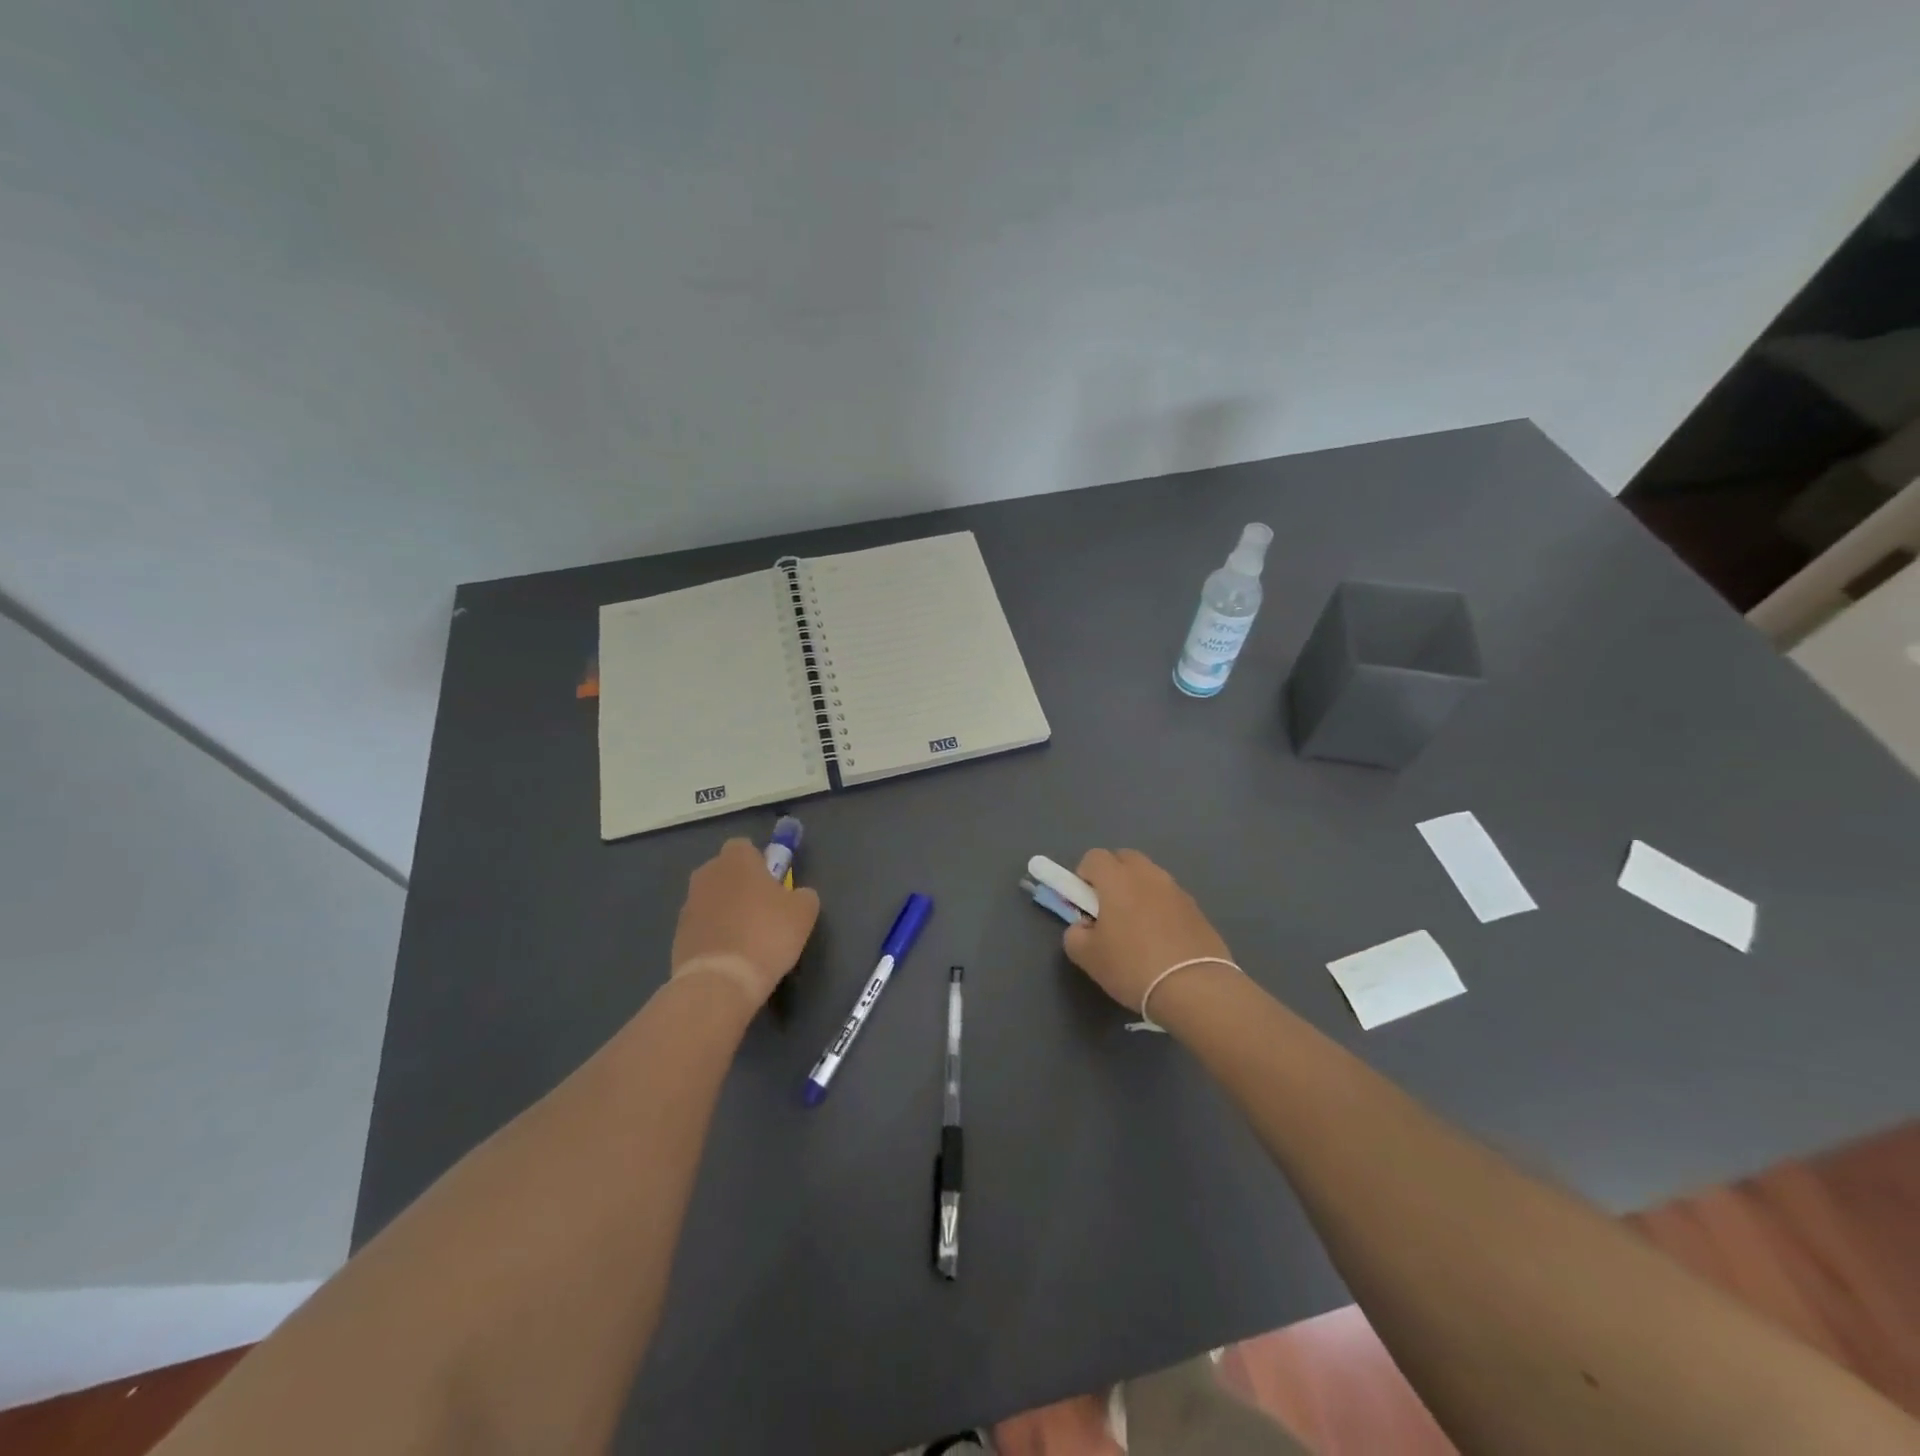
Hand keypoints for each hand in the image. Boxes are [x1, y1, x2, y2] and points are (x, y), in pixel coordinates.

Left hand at [670, 838, 820, 1008]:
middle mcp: (707, 874)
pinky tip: (732, 956)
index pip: (744, 846)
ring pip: (712, 899)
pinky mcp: (678, 934)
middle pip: (725, 871)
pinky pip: (702, 926)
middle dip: (740, 885)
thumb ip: (802, 894)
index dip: (760, 862)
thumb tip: (796, 895)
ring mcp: (688, 905)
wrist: (722, 980)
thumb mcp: (804, 912)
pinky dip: (714, 935)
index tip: (772, 884)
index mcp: (736, 860)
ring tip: (747, 939)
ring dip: (726, 911)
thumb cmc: (768, 934)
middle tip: (763, 911)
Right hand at [1062, 849, 1233, 1012]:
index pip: (1094, 857)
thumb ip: (1075, 933)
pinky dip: (1162, 909)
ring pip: (1150, 878)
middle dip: (1113, 876)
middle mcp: (1148, 875)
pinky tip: (1162, 941)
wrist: (1194, 988)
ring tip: (1138, 929)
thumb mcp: (1087, 956)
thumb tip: (1084, 927)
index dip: (1084, 876)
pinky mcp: (1197, 909)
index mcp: (1117, 878)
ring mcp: (1176, 890)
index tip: (1085, 903)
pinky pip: (1170, 898)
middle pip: (1125, 858)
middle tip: (1109, 910)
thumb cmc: (1132, 966)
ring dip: (1139, 892)